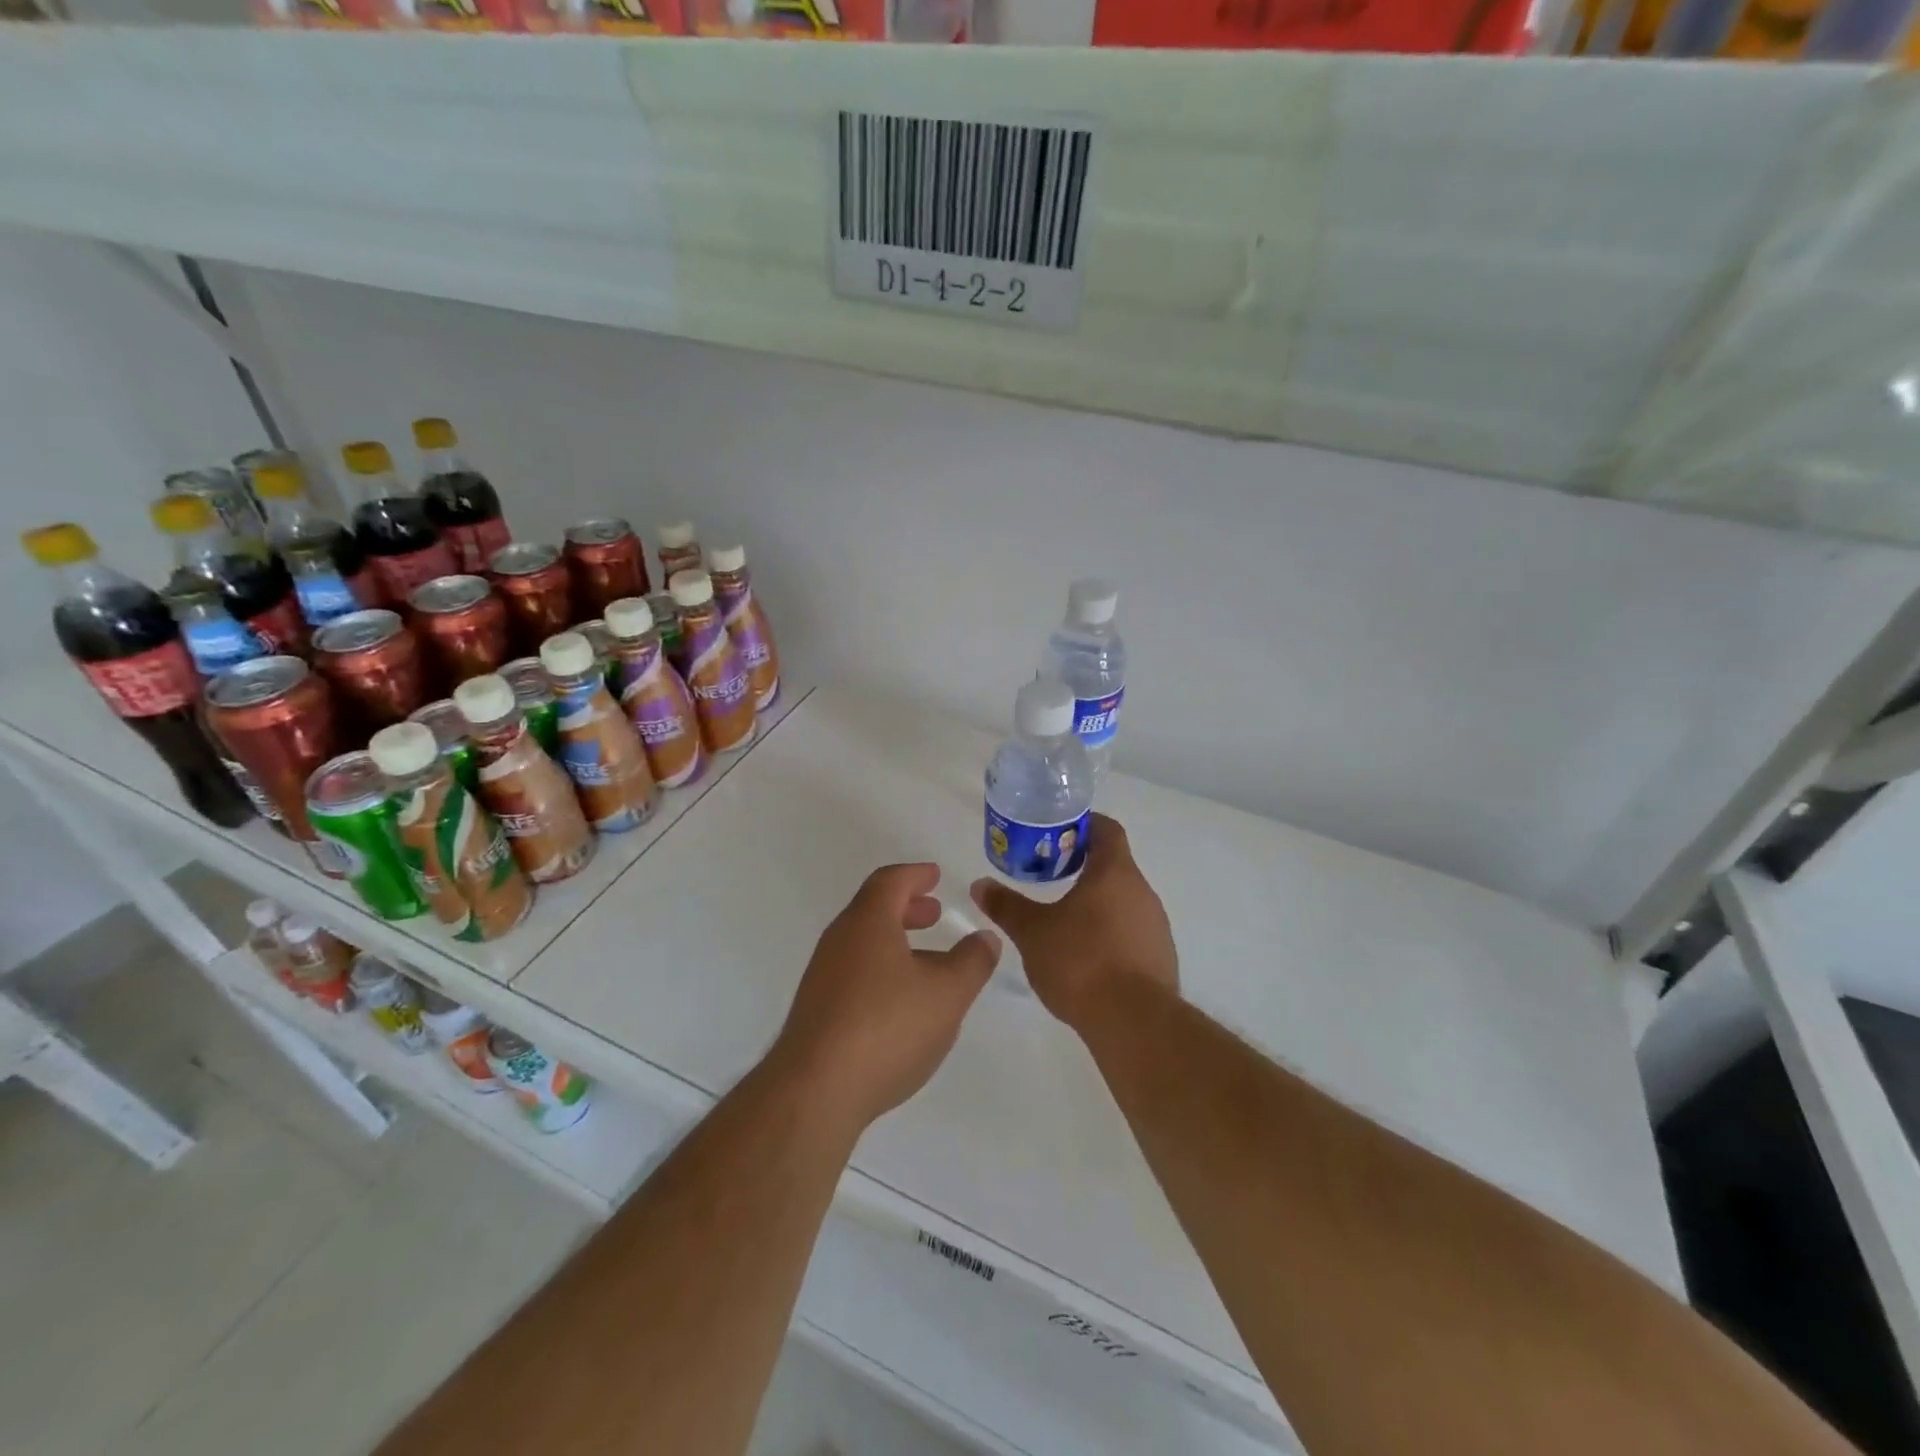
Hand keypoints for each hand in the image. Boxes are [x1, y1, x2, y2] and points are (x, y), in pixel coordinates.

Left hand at [772, 862, 1001, 1131]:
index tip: (935, 876)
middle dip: (906, 908)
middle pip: (873, 910)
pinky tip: (902, 1003)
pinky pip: (855, 974)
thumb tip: (985, 937)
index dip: (916, 875)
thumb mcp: (948, 993)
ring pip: (863, 944)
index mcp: (868, 922)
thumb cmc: (887, 1027)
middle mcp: (839, 941)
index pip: (890, 881)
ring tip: (927, 961)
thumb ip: (972, 961)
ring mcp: (823, 977)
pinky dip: (882, 970)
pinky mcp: (817, 1012)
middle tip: (934, 913)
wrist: (816, 1091)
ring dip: (895, 942)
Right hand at [970, 812, 1176, 1028]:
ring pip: (1123, 900)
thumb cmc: (1081, 961)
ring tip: (1063, 919)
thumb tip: (980, 885)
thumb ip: (1007, 906)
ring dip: (1096, 902)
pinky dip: (1110, 933)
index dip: (1083, 825)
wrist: (1134, 1022)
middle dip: (1082, 866)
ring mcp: (1156, 926)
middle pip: (1114, 865)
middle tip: (1049, 876)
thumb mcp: (1033, 932)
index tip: (1056, 834)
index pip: (1107, 829)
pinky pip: (1132, 932)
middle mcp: (1142, 891)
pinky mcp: (1160, 957)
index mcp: (1115, 872)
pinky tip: (1086, 956)